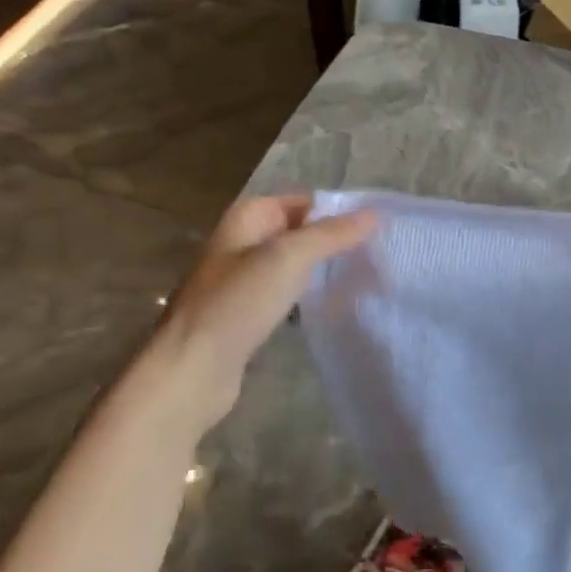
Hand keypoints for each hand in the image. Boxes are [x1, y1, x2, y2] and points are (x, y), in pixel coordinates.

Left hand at [148, 195, 373, 428]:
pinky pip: (286, 296)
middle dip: (335, 243)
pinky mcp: (246, 315)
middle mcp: (242, 242)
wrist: (192, 369)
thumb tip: (374, 214)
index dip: (338, 212)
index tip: (378, 230)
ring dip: (323, 273)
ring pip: (294, 267)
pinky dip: (307, 299)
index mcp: (247, 218)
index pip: (303, 202)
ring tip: (364, 282)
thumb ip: (332, 234)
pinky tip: (331, 310)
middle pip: (299, 233)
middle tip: (378, 257)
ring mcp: (242, 280)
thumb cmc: (238, 303)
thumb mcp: (289, 258)